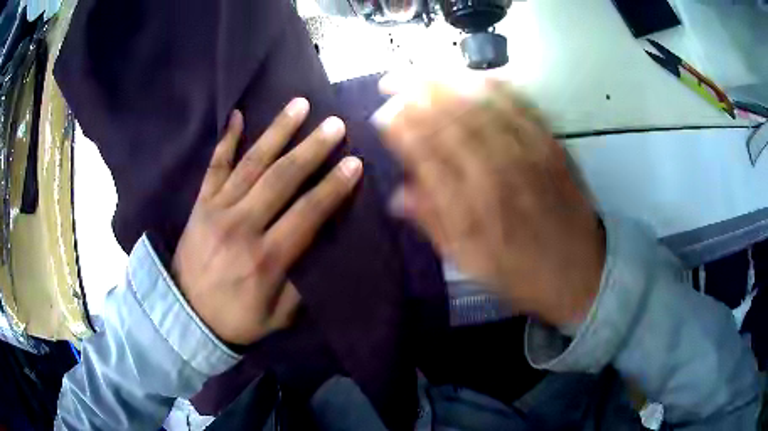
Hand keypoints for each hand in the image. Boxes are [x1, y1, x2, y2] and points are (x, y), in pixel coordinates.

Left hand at [172, 98, 361, 344]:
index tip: (354, 163)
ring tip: (300, 105)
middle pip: (282, 178)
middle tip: (334, 125)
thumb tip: (321, 248)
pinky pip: (214, 166)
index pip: (307, 213)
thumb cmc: (234, 318)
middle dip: (312, 149)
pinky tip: (237, 115)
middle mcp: (241, 226)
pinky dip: (226, 140)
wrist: (183, 315)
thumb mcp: (277, 317)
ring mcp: (217, 210)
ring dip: (278, 132)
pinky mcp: (200, 204)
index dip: (333, 187)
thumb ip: (301, 286)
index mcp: (265, 258)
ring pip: (252, 163)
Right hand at [376, 79, 604, 326]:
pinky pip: (521, 106)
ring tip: (422, 69)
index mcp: (472, 208)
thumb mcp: (471, 265)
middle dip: (415, 94)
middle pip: (449, 121)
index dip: (401, 128)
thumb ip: (435, 227)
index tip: (383, 113)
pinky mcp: (551, 146)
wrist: (580, 272)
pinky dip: (496, 85)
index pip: (426, 154)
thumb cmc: (523, 274)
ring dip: (447, 82)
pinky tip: (475, 74)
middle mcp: (497, 173)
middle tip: (392, 79)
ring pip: (481, 106)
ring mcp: (528, 154)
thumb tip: (399, 196)